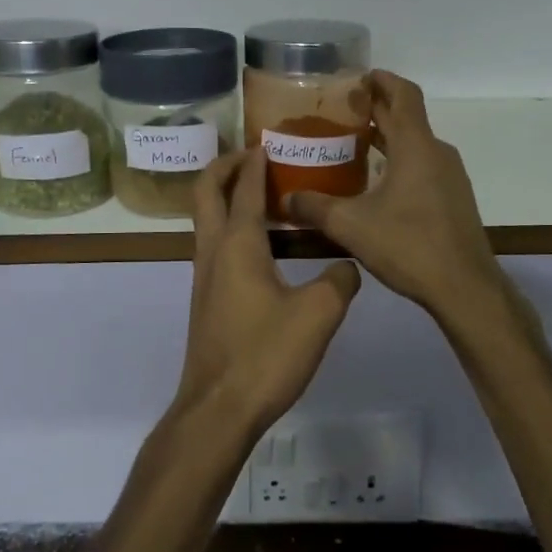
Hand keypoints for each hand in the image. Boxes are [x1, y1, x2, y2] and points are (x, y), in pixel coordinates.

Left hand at [173, 148, 360, 436]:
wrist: (218, 410)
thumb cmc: (265, 355)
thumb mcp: (318, 315)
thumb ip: (339, 281)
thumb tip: (347, 265)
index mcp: (237, 244)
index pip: (242, 187)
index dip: (255, 162)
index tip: (269, 142)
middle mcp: (213, 252)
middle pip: (205, 193)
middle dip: (223, 167)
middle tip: (252, 156)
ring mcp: (205, 277)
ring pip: (206, 220)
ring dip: (225, 197)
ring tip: (262, 194)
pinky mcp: (208, 301)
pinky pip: (215, 246)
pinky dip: (232, 227)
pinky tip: (263, 247)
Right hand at [287, 70, 503, 315]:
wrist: (464, 287)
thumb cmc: (409, 245)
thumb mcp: (351, 225)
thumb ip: (315, 208)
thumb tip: (285, 200)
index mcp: (416, 146)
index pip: (403, 94)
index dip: (382, 80)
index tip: (358, 77)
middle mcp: (436, 152)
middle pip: (407, 117)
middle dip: (377, 109)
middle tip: (341, 111)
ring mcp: (450, 176)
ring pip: (416, 144)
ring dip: (388, 137)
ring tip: (354, 144)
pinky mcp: (453, 198)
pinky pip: (423, 165)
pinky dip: (400, 160)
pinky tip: (377, 182)